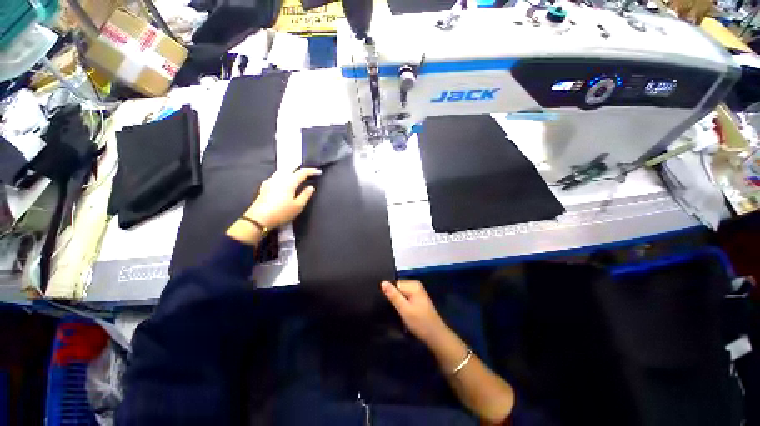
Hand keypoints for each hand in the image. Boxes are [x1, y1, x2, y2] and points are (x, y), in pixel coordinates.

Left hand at [245, 168, 321, 228]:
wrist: (259, 219)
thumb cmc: (281, 213)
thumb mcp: (298, 206)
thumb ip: (305, 195)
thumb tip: (311, 187)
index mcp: (289, 182)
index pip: (302, 173)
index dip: (311, 171)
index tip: (319, 172)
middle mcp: (279, 179)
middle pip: (291, 169)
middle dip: (300, 168)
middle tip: (308, 171)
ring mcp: (270, 181)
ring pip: (282, 171)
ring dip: (291, 171)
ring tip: (296, 173)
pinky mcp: (264, 186)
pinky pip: (276, 176)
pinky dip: (283, 175)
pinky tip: (282, 180)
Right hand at [381, 280, 449, 346]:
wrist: (435, 336)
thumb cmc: (420, 322)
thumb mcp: (404, 309)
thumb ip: (393, 295)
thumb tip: (383, 282)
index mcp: (413, 285)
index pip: (394, 284)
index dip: (389, 293)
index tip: (386, 304)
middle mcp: (415, 285)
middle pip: (397, 288)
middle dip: (393, 298)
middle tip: (391, 309)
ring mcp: (417, 292)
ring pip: (400, 294)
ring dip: (397, 302)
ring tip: (394, 311)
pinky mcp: (417, 299)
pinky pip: (404, 298)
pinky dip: (401, 304)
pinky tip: (400, 312)